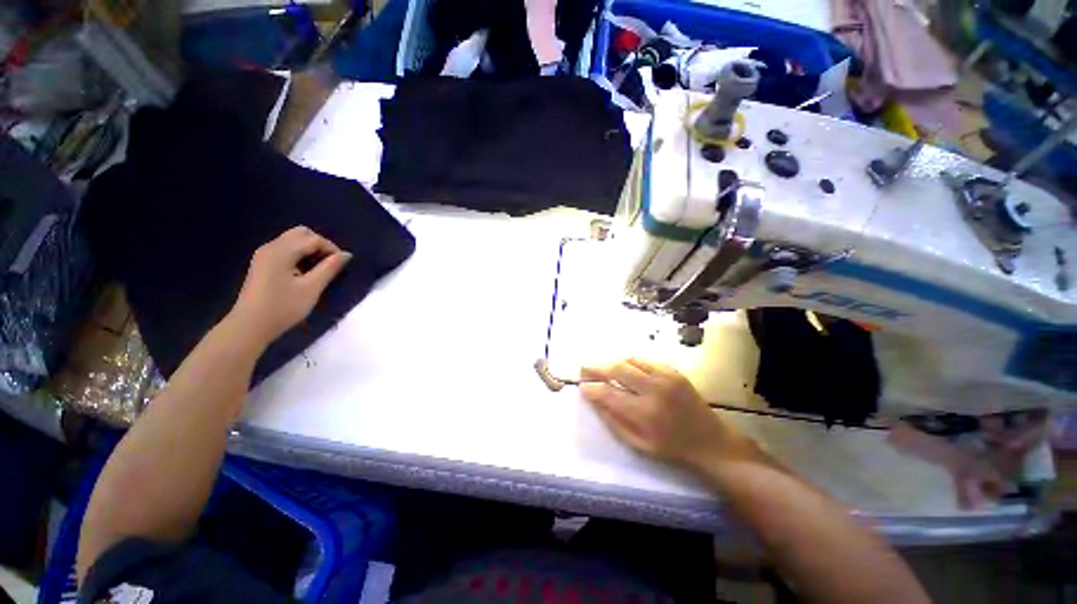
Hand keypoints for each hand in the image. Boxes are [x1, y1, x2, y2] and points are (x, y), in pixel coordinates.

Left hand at [228, 226, 351, 347]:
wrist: (250, 326)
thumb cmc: (283, 307)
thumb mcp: (311, 288)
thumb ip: (329, 268)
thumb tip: (346, 254)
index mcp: (281, 251)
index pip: (313, 239)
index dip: (332, 249)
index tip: (343, 265)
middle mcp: (271, 247)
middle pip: (301, 234)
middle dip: (321, 245)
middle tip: (331, 264)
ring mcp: (264, 255)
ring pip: (293, 241)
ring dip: (310, 250)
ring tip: (321, 270)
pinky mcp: (262, 264)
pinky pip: (286, 250)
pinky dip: (300, 255)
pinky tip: (305, 272)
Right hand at [580, 359, 757, 472]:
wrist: (710, 441)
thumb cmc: (671, 448)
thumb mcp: (638, 445)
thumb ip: (613, 421)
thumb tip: (593, 399)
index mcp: (644, 413)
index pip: (609, 393)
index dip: (591, 387)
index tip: (581, 385)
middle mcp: (654, 390)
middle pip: (617, 369)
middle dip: (597, 367)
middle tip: (584, 368)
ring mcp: (665, 377)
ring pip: (629, 360)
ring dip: (612, 363)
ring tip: (603, 369)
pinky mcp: (673, 371)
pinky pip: (644, 360)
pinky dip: (630, 362)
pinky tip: (625, 369)